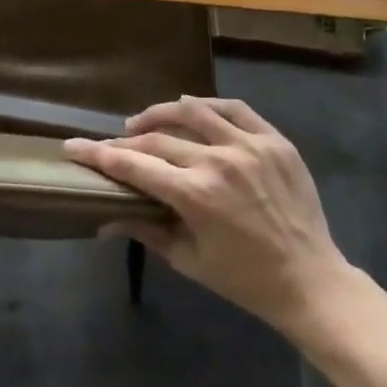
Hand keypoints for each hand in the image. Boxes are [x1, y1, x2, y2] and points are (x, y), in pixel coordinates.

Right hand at [63, 96, 349, 335]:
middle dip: (126, 141)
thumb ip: (146, 231)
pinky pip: (234, 108)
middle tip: (111, 145)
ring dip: (161, 114)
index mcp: (195, 195)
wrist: (312, 281)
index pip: (134, 165)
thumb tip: (103, 220)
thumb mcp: (189, 260)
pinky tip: (192, 108)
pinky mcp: (275, 140)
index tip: (74, 146)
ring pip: (192, 110)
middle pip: (158, 139)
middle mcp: (219, 161)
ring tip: (145, 123)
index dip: (99, 154)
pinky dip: (207, 105)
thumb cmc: (245, 279)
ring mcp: (250, 146)